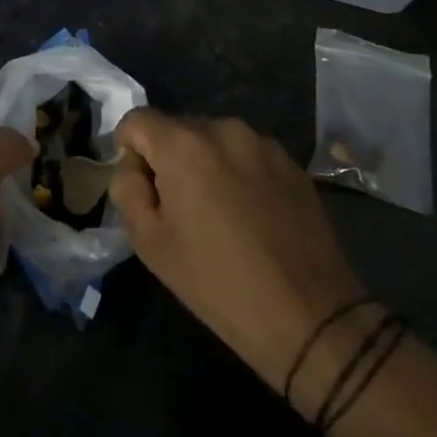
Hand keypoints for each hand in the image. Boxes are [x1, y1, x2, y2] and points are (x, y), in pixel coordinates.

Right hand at [111, 109, 365, 405]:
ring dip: (204, 165)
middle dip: (168, 159)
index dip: (129, 151)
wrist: (309, 316)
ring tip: (218, 214)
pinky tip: (250, 216)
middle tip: (178, 209)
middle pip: (176, 129)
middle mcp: (222, 128)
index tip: (141, 189)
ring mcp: (262, 142)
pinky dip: (237, 173)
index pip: (136, 120)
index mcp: (183, 143)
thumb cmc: (217, 282)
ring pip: (213, 141)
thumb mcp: (150, 243)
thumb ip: (127, 190)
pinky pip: (246, 155)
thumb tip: (132, 166)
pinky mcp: (290, 162)